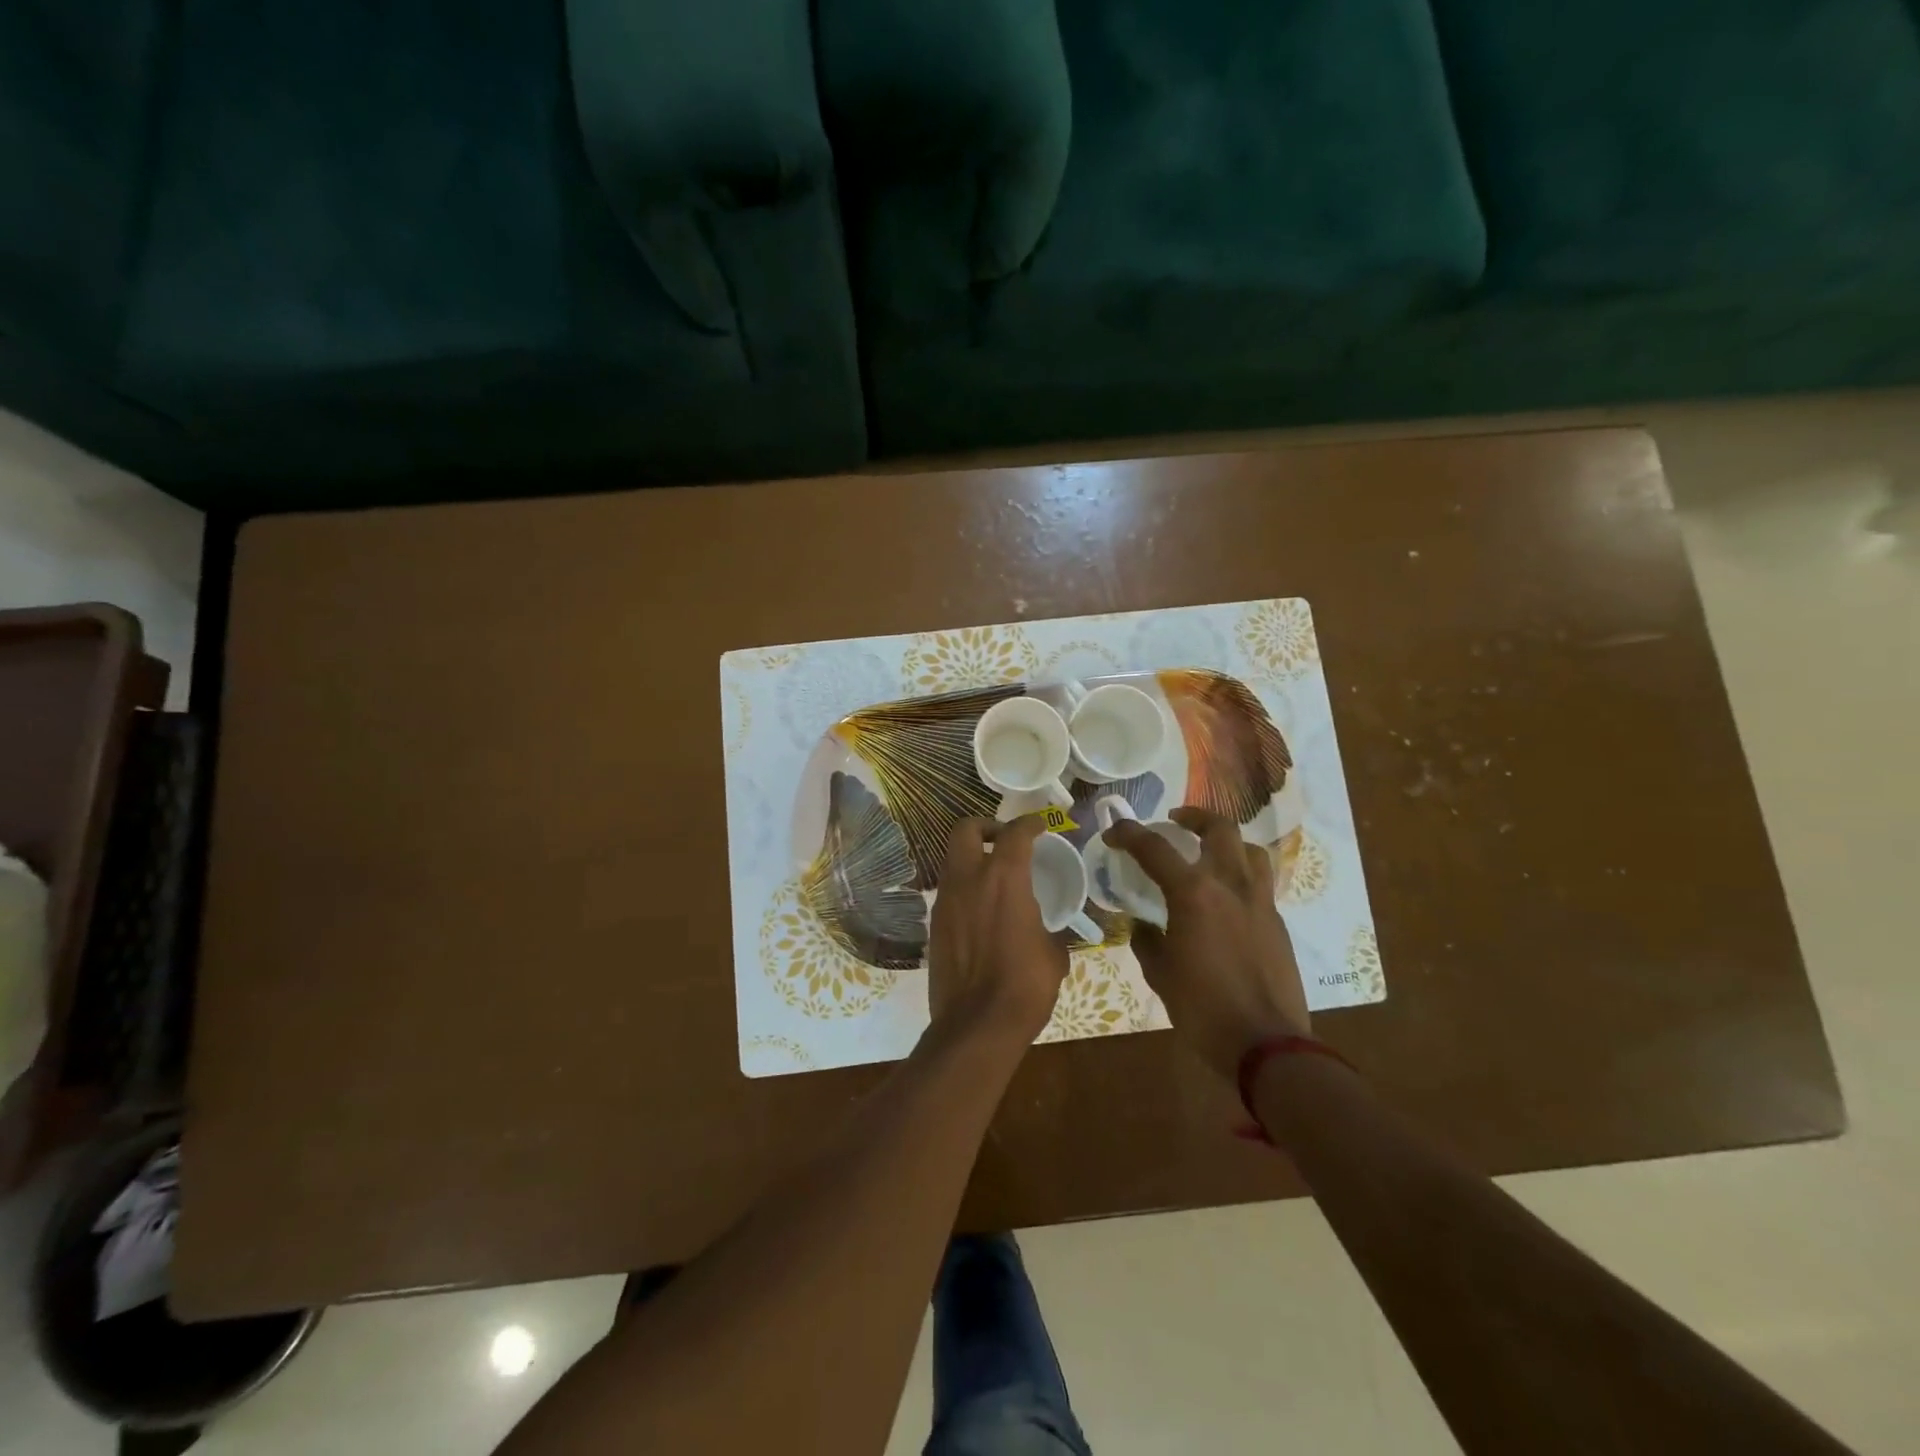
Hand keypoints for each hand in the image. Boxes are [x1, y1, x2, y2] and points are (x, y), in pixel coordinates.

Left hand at [927, 815, 1068, 1044]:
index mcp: (1004, 878)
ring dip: (973, 859)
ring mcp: (946, 900)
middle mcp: (969, 879)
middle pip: (966, 830)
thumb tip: (1048, 930)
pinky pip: (949, 890)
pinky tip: (983, 910)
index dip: (1030, 823)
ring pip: (953, 860)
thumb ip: (1049, 928)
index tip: (1040, 825)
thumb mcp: (1054, 954)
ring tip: (996, 878)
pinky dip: (965, 888)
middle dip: (986, 827)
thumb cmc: (1025, 985)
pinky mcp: (935, 924)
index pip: (1016, 833)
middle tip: (1005, 841)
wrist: (977, 1024)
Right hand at [1103, 806, 1308, 1081]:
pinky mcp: (1277, 922)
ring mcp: (1260, 902)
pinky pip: (1260, 882)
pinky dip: (1241, 875)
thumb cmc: (1203, 1009)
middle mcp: (1230, 885)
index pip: (1155, 848)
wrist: (1267, 1045)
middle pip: (1218, 829)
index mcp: (1194, 894)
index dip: (1129, 834)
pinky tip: (1227, 898)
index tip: (1113, 833)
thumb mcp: (1160, 974)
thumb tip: (1143, 925)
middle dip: (1194, 816)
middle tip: (1175, 821)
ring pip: (1250, 849)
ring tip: (1209, 852)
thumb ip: (1147, 940)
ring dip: (1227, 841)